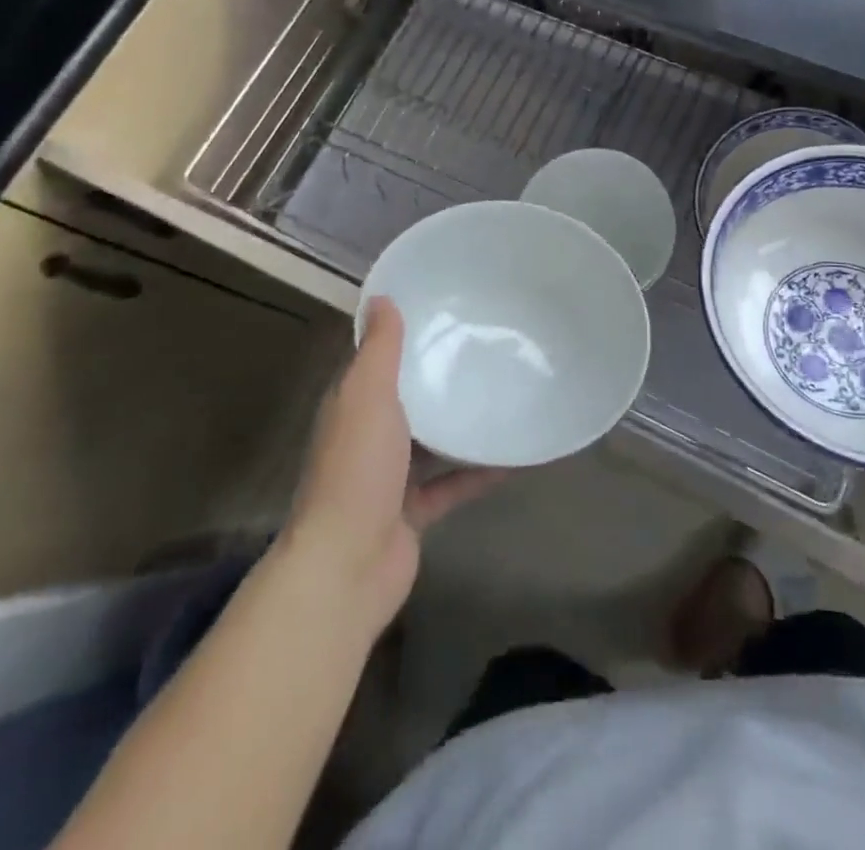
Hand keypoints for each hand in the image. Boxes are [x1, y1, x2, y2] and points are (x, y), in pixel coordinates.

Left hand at [282, 299, 504, 635]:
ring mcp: (390, 477)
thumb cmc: (357, 469)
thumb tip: (381, 297)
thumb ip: (379, 349)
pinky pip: (453, 484)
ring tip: (506, 394)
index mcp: (353, 406)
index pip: (378, 361)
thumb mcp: (368, 396)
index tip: (445, 311)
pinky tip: (517, 456)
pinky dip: (479, 472)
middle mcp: (368, 437)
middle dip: (440, 377)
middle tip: (486, 347)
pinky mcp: (414, 511)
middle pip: (408, 399)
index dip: (406, 336)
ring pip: (432, 441)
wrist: (348, 566)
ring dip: (462, 423)